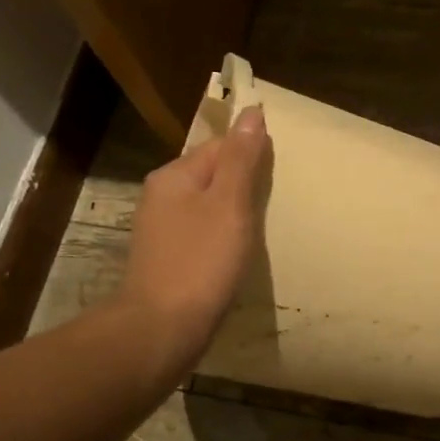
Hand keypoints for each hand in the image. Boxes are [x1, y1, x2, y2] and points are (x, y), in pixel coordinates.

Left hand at [117, 105, 270, 359]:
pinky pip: (200, 236)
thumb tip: (251, 111)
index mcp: (174, 175)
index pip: (219, 146)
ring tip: (261, 230)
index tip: (279, 175)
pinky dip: (221, 239)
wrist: (161, 329)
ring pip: (206, 207)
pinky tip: (235, 256)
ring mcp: (160, 231)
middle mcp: (161, 196)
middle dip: (242, 185)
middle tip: (275, 204)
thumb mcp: (229, 205)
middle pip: (211, 176)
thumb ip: (241, 159)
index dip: (250, 154)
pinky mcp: (166, 260)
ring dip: (233, 214)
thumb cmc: (200, 262)